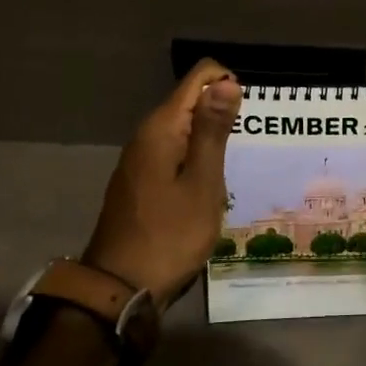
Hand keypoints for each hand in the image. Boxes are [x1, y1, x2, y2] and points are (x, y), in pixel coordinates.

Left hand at [82, 60, 239, 304]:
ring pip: (184, 128)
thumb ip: (214, 130)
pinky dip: (196, 159)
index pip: (199, 78)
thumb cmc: (170, 235)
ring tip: (231, 171)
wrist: (120, 288)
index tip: (246, 120)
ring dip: (210, 139)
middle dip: (221, 114)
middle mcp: (147, 134)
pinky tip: (208, 187)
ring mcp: (141, 159)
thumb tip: (226, 82)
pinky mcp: (141, 180)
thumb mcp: (203, 183)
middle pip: (191, 101)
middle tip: (244, 151)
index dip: (227, 85)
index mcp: (161, 128)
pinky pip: (175, 151)